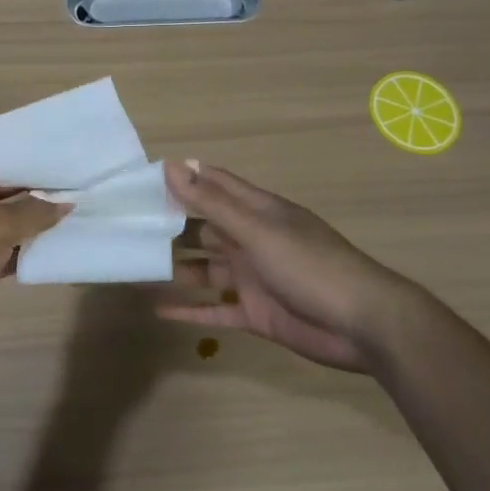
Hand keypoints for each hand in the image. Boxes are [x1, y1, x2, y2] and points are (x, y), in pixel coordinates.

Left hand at [0, 157, 68, 355]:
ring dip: (38, 223)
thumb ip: (34, 212)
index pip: (5, 161)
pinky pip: (6, 246)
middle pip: (10, 190)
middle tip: (84, 190)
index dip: (39, 163)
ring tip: (80, 215)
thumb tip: (66, 203)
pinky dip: (27, 248)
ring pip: (10, 220)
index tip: (74, 165)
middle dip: (43, 193)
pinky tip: (59, 248)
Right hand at [157, 160, 410, 372]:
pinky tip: (159, 311)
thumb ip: (213, 203)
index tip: (143, 179)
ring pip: (205, 269)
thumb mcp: (258, 230)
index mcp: (257, 212)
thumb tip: (172, 166)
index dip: (183, 179)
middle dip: (171, 226)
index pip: (214, 185)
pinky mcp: (255, 313)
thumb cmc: (310, 266)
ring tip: (134, 267)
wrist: (363, 325)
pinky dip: (190, 310)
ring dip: (175, 269)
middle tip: (126, 227)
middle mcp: (252, 240)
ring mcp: (253, 278)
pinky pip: (214, 309)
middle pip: (204, 227)